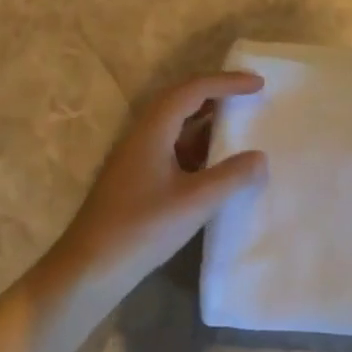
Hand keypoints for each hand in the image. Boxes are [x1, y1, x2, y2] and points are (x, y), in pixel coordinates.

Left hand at [29, 72, 266, 310]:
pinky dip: (198, 145)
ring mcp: (136, 158)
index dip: (226, 83)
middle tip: (249, 95)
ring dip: (207, 119)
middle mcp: (141, 136)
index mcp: (152, 131)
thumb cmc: (141, 229)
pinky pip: (172, 147)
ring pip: (175, 125)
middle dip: (216, 93)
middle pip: (180, 100)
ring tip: (239, 123)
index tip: (258, 84)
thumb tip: (260, 157)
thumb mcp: (195, 202)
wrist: (90, 268)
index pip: (192, 91)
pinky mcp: (137, 178)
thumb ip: (231, 177)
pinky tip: (216, 162)